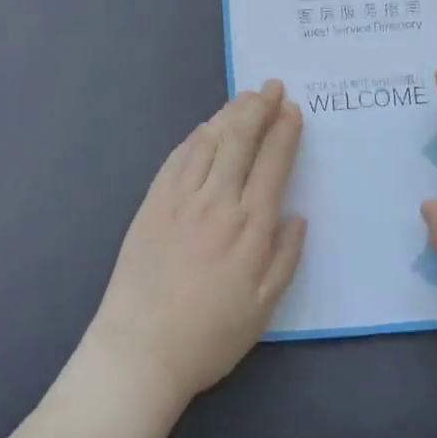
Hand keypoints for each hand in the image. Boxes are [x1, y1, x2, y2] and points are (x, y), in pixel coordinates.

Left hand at [81, 80, 306, 413]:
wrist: (139, 350)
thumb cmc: (209, 336)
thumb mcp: (264, 308)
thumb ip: (285, 258)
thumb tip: (297, 216)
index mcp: (250, 227)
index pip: (272, 164)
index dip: (285, 132)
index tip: (293, 110)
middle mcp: (217, 203)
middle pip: (241, 141)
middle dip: (259, 108)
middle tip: (272, 87)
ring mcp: (179, 200)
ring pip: (208, 142)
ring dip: (229, 114)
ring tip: (244, 97)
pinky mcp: (151, 204)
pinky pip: (176, 159)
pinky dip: (195, 137)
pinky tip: (204, 129)